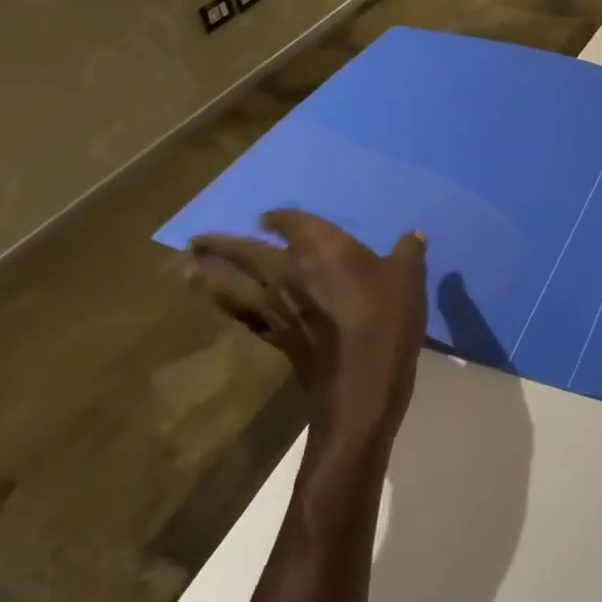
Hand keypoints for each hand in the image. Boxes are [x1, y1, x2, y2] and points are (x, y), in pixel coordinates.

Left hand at [186, 211, 428, 447]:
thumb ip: (408, 250)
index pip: (289, 221)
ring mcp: (275, 306)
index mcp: (320, 246)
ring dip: (208, 274)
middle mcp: (288, 270)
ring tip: (189, 266)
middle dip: (222, 243)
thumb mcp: (408, 276)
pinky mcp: (274, 337)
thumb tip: (413, 235)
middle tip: (198, 239)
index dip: (278, 217)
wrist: (361, 385)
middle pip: (246, 251)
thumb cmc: (386, 319)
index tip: (267, 216)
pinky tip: (221, 305)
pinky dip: (226, 306)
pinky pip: (241, 315)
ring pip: (232, 285)